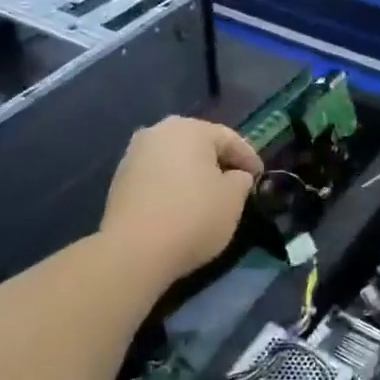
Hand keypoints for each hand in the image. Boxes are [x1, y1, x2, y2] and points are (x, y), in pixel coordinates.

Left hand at [100, 117, 262, 285]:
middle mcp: (159, 132)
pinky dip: (172, 185)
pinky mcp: (120, 180)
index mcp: (190, 129)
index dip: (248, 157)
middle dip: (218, 161)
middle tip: (236, 181)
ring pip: (175, 158)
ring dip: (193, 172)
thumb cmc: (193, 217)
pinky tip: (180, 205)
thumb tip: (234, 176)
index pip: (229, 138)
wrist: (133, 251)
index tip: (260, 176)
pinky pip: (157, 175)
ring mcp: (134, 154)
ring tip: (207, 195)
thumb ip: (240, 180)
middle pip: (198, 144)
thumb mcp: (233, 199)